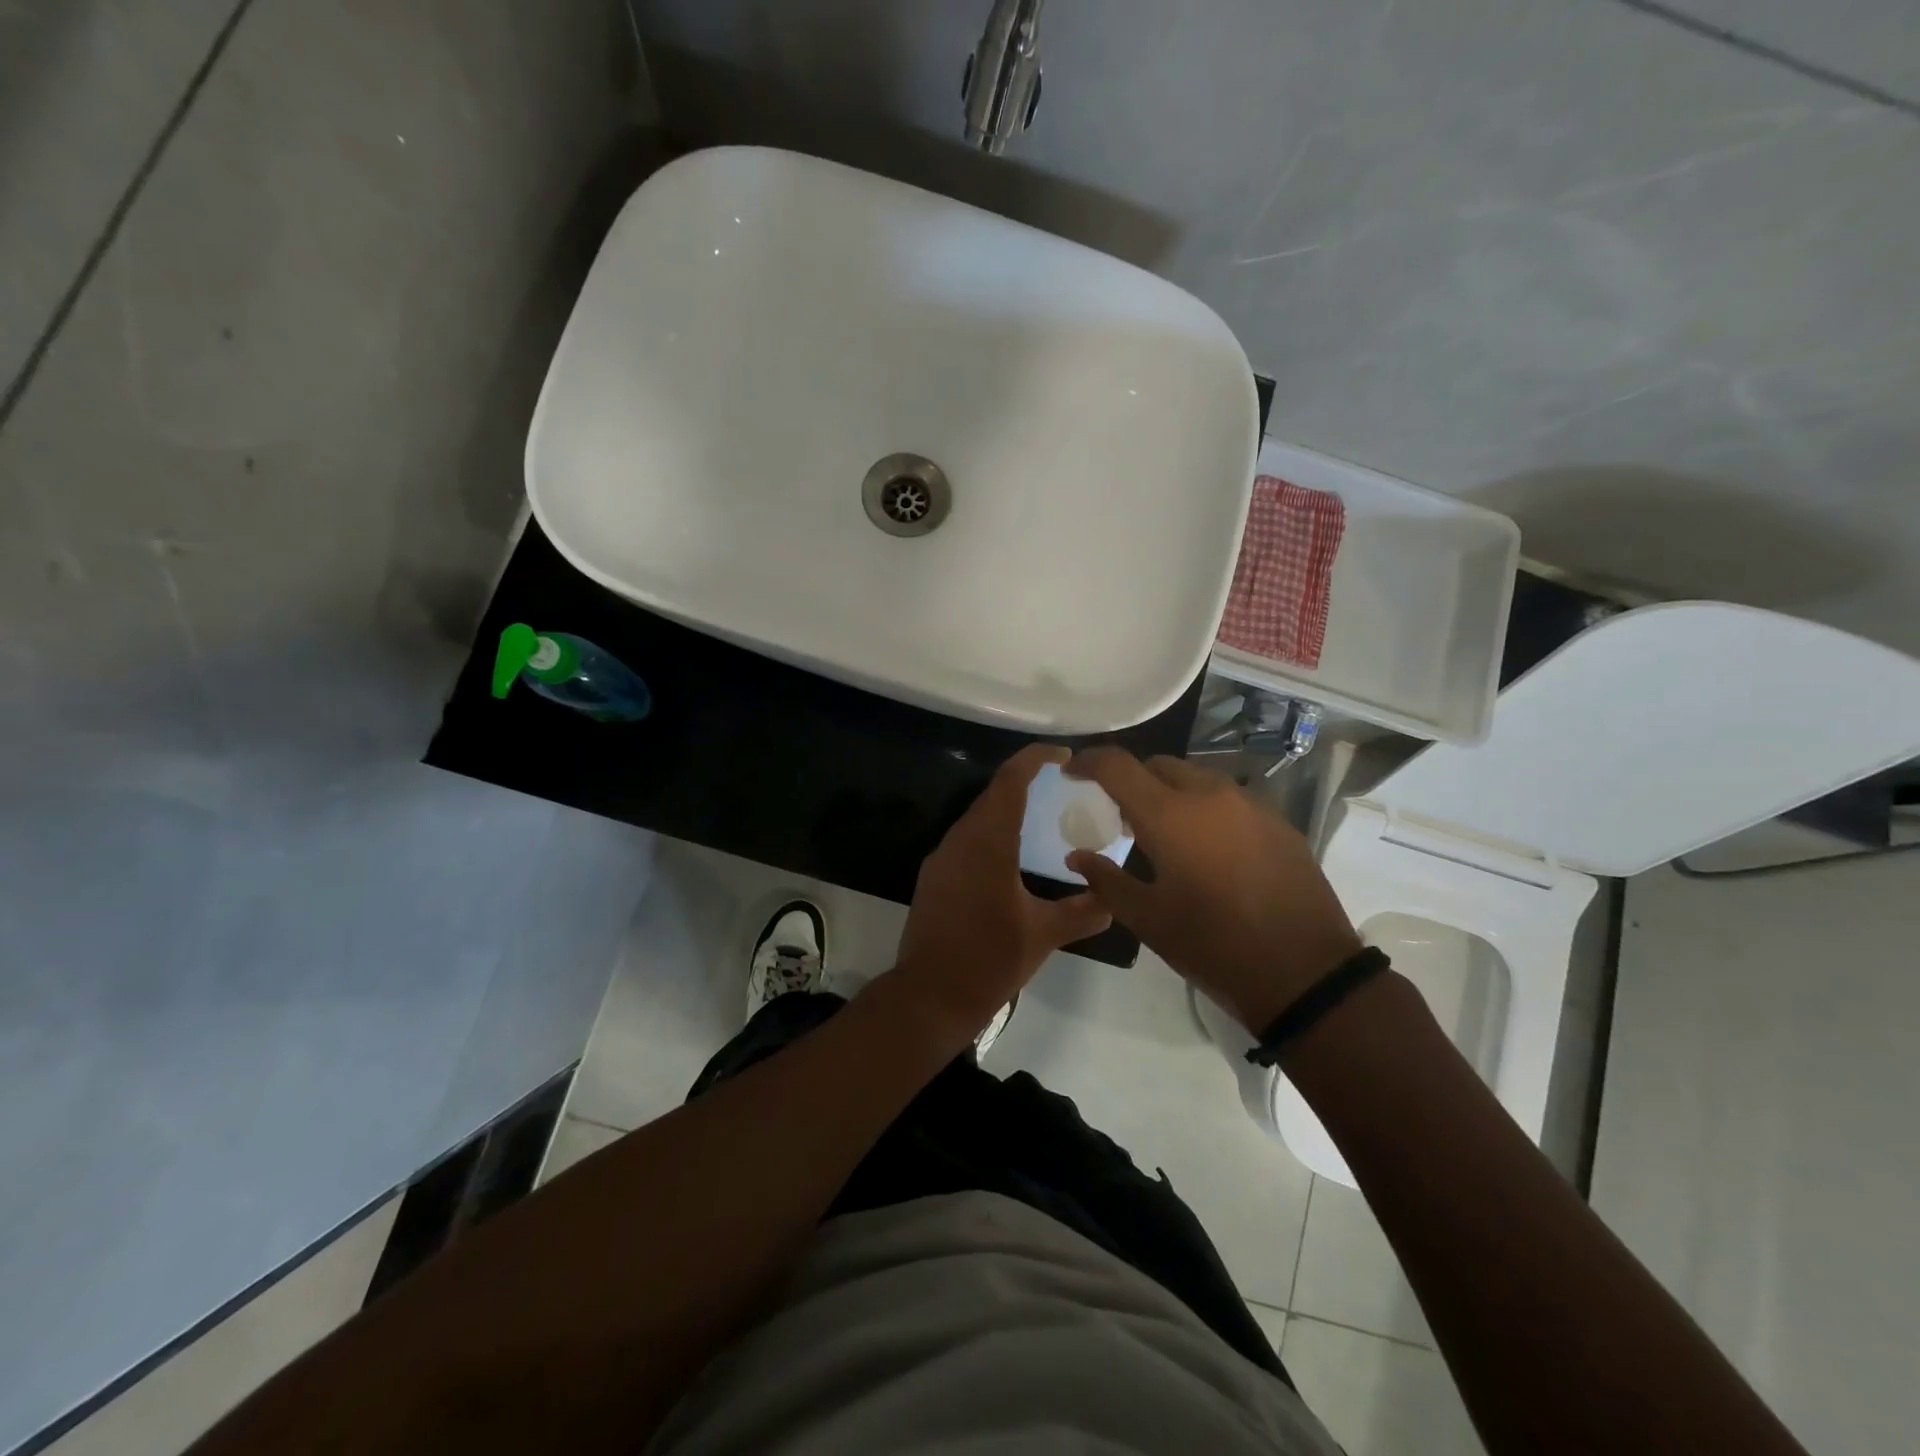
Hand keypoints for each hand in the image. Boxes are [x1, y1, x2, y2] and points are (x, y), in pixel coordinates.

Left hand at [885, 744, 1111, 1048]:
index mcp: (988, 842)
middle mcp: (960, 840)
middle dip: (1025, 783)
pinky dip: (992, 835)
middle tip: (1061, 787)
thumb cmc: (989, 959)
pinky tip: (1012, 857)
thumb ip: (1083, 912)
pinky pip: (967, 841)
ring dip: (1007, 810)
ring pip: (977, 818)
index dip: (1035, 759)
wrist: (929, 996)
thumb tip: (1113, 900)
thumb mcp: (1044, 935)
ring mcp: (942, 858)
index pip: (1010, 781)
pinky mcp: (934, 878)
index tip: (1064, 756)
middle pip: (993, 795)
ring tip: (1042, 818)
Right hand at [1064, 747, 1361, 1034]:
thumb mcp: (1147, 919)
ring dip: (1170, 792)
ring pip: (1196, 778)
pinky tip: (1208, 848)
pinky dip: (1205, 808)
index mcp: (1169, 814)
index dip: (1088, 761)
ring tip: (1165, 833)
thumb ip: (1105, 880)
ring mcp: (1250, 804)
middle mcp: (1209, 794)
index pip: (1118, 765)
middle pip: (1158, 765)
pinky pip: (1228, 798)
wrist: (1304, 973)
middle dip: (1131, 779)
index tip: (1072, 771)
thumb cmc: (1212, 945)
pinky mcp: (1278, 821)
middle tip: (1120, 815)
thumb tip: (1077, 857)